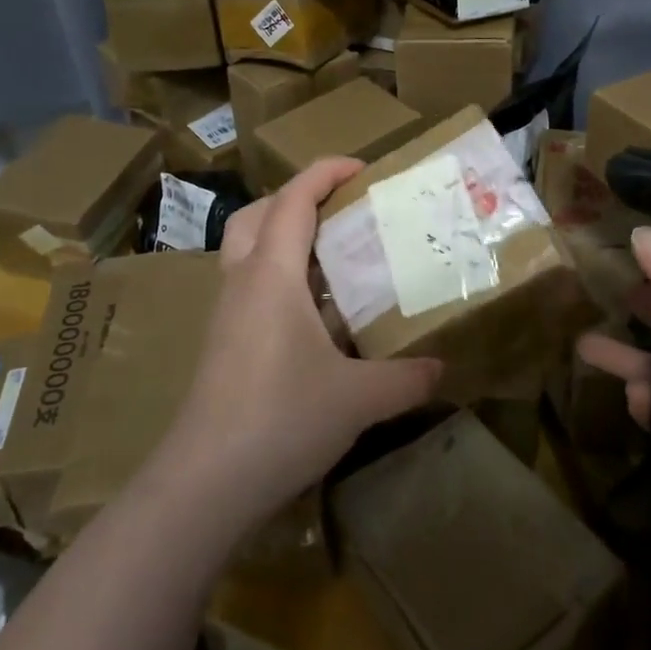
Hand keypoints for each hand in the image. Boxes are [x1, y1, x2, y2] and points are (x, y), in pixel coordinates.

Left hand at [158, 159, 441, 531]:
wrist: (206, 482)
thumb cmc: (282, 418)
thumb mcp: (358, 398)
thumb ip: (406, 377)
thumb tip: (443, 367)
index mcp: (272, 274)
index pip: (293, 199)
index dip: (325, 172)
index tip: (363, 167)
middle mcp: (243, 282)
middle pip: (257, 214)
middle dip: (297, 199)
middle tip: (341, 210)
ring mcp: (227, 314)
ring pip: (247, 251)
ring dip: (284, 239)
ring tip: (334, 258)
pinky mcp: (223, 344)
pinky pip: (251, 288)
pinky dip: (281, 279)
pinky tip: (316, 316)